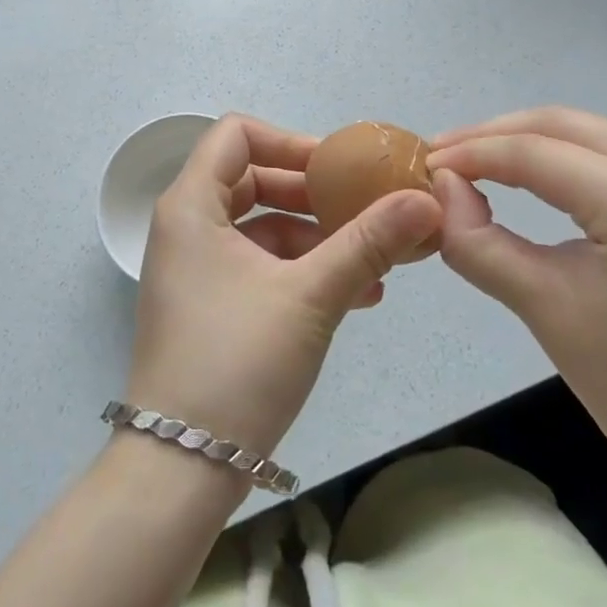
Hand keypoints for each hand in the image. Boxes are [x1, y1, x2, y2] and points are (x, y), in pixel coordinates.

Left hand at [124, 115, 441, 462]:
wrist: (180, 471)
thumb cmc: (238, 362)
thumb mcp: (310, 295)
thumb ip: (368, 241)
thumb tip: (426, 201)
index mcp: (192, 204)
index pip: (237, 134)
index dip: (290, 140)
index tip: (337, 169)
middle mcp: (187, 226)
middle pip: (253, 178)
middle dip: (313, 193)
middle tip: (363, 209)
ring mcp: (196, 267)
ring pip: (262, 225)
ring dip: (317, 237)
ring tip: (375, 261)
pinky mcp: (210, 304)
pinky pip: (259, 264)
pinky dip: (302, 270)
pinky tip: (357, 294)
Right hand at [428, 108, 606, 499]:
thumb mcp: (544, 310)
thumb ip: (479, 241)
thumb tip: (441, 189)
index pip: (536, 154)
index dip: (472, 154)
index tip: (424, 165)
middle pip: (563, 124)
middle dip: (494, 134)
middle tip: (443, 155)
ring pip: (587, 132)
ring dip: (527, 139)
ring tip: (473, 160)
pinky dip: (561, 155)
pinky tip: (527, 172)